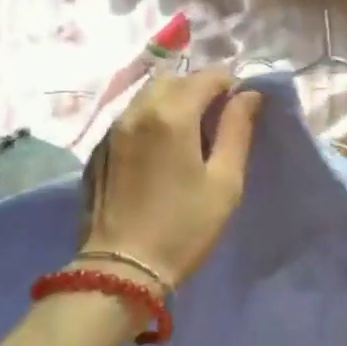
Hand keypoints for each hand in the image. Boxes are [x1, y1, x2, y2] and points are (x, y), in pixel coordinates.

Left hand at [80, 69, 261, 290]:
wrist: (121, 269)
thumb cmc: (183, 228)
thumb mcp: (224, 183)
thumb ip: (237, 131)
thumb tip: (249, 95)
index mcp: (171, 114)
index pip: (207, 76)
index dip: (230, 85)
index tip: (241, 108)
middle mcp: (137, 111)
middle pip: (173, 79)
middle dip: (198, 89)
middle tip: (215, 121)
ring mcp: (112, 130)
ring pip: (146, 96)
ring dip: (171, 102)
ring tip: (188, 136)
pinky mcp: (97, 151)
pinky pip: (129, 119)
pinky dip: (149, 121)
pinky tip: (158, 153)